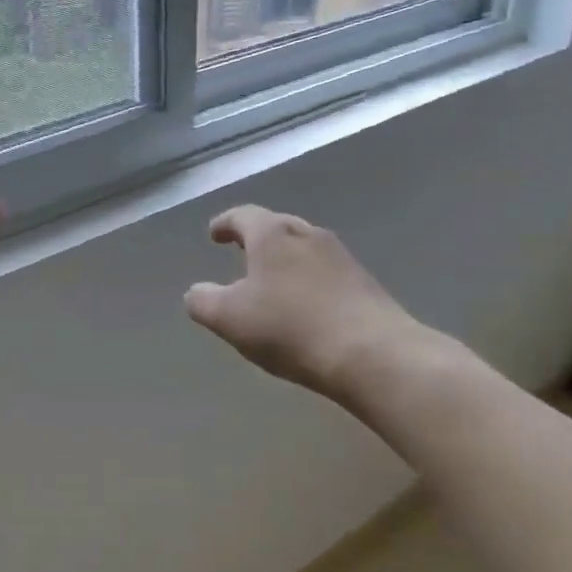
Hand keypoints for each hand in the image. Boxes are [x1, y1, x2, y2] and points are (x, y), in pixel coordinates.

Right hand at [184, 206, 431, 403]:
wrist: (374, 355)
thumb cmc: (290, 327)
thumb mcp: (228, 317)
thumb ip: (202, 301)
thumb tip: (197, 293)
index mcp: (272, 235)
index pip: (243, 216)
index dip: (225, 223)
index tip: (214, 234)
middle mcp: (309, 236)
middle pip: (278, 226)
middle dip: (257, 238)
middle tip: (242, 252)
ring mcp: (343, 259)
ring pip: (305, 249)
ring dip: (286, 260)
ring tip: (272, 280)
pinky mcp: (366, 285)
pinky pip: (327, 273)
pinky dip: (309, 281)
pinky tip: (305, 305)